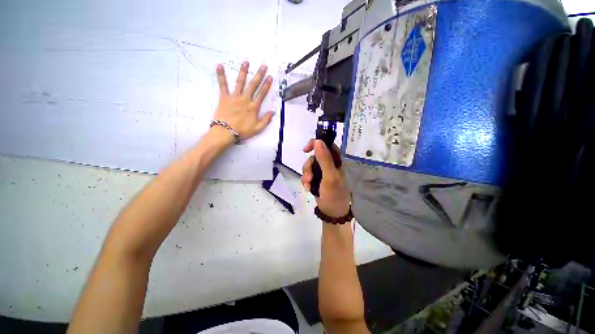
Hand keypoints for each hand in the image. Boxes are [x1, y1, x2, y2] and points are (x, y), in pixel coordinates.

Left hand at [214, 61, 274, 140]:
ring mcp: (234, 97)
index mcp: (254, 107)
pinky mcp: (224, 97)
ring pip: (240, 82)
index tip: (270, 77)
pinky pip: (223, 85)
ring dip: (243, 71)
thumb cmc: (243, 131)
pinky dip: (221, 75)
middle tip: (263, 65)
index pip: (262, 94)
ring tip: (246, 62)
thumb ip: (266, 120)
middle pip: (253, 85)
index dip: (266, 85)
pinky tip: (220, 65)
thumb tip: (273, 111)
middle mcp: (245, 99)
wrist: (226, 132)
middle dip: (259, 75)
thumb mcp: (258, 128)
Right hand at [302, 139, 350, 217]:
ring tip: (308, 185)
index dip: (315, 144)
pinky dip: (306, 180)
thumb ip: (324, 159)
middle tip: (309, 177)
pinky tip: (308, 188)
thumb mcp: (330, 176)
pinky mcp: (317, 178)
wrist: (331, 211)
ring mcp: (322, 171)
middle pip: (314, 156)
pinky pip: (307, 174)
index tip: (305, 150)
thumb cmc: (334, 193)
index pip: (326, 144)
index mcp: (337, 160)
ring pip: (309, 165)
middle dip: (308, 166)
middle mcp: (330, 163)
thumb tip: (317, 141)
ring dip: (306, 175)